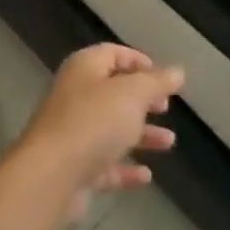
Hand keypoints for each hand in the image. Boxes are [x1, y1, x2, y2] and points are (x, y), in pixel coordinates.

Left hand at [15, 44, 182, 219]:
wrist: (51, 175)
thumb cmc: (94, 121)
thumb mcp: (133, 94)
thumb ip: (157, 82)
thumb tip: (177, 71)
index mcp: (84, 68)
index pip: (112, 53)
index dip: (138, 61)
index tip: (163, 76)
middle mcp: (75, 96)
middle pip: (113, 92)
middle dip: (142, 100)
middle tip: (165, 107)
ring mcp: (72, 133)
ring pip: (111, 129)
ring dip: (141, 135)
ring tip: (169, 142)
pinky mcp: (73, 168)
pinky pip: (104, 163)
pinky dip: (125, 167)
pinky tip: (146, 176)